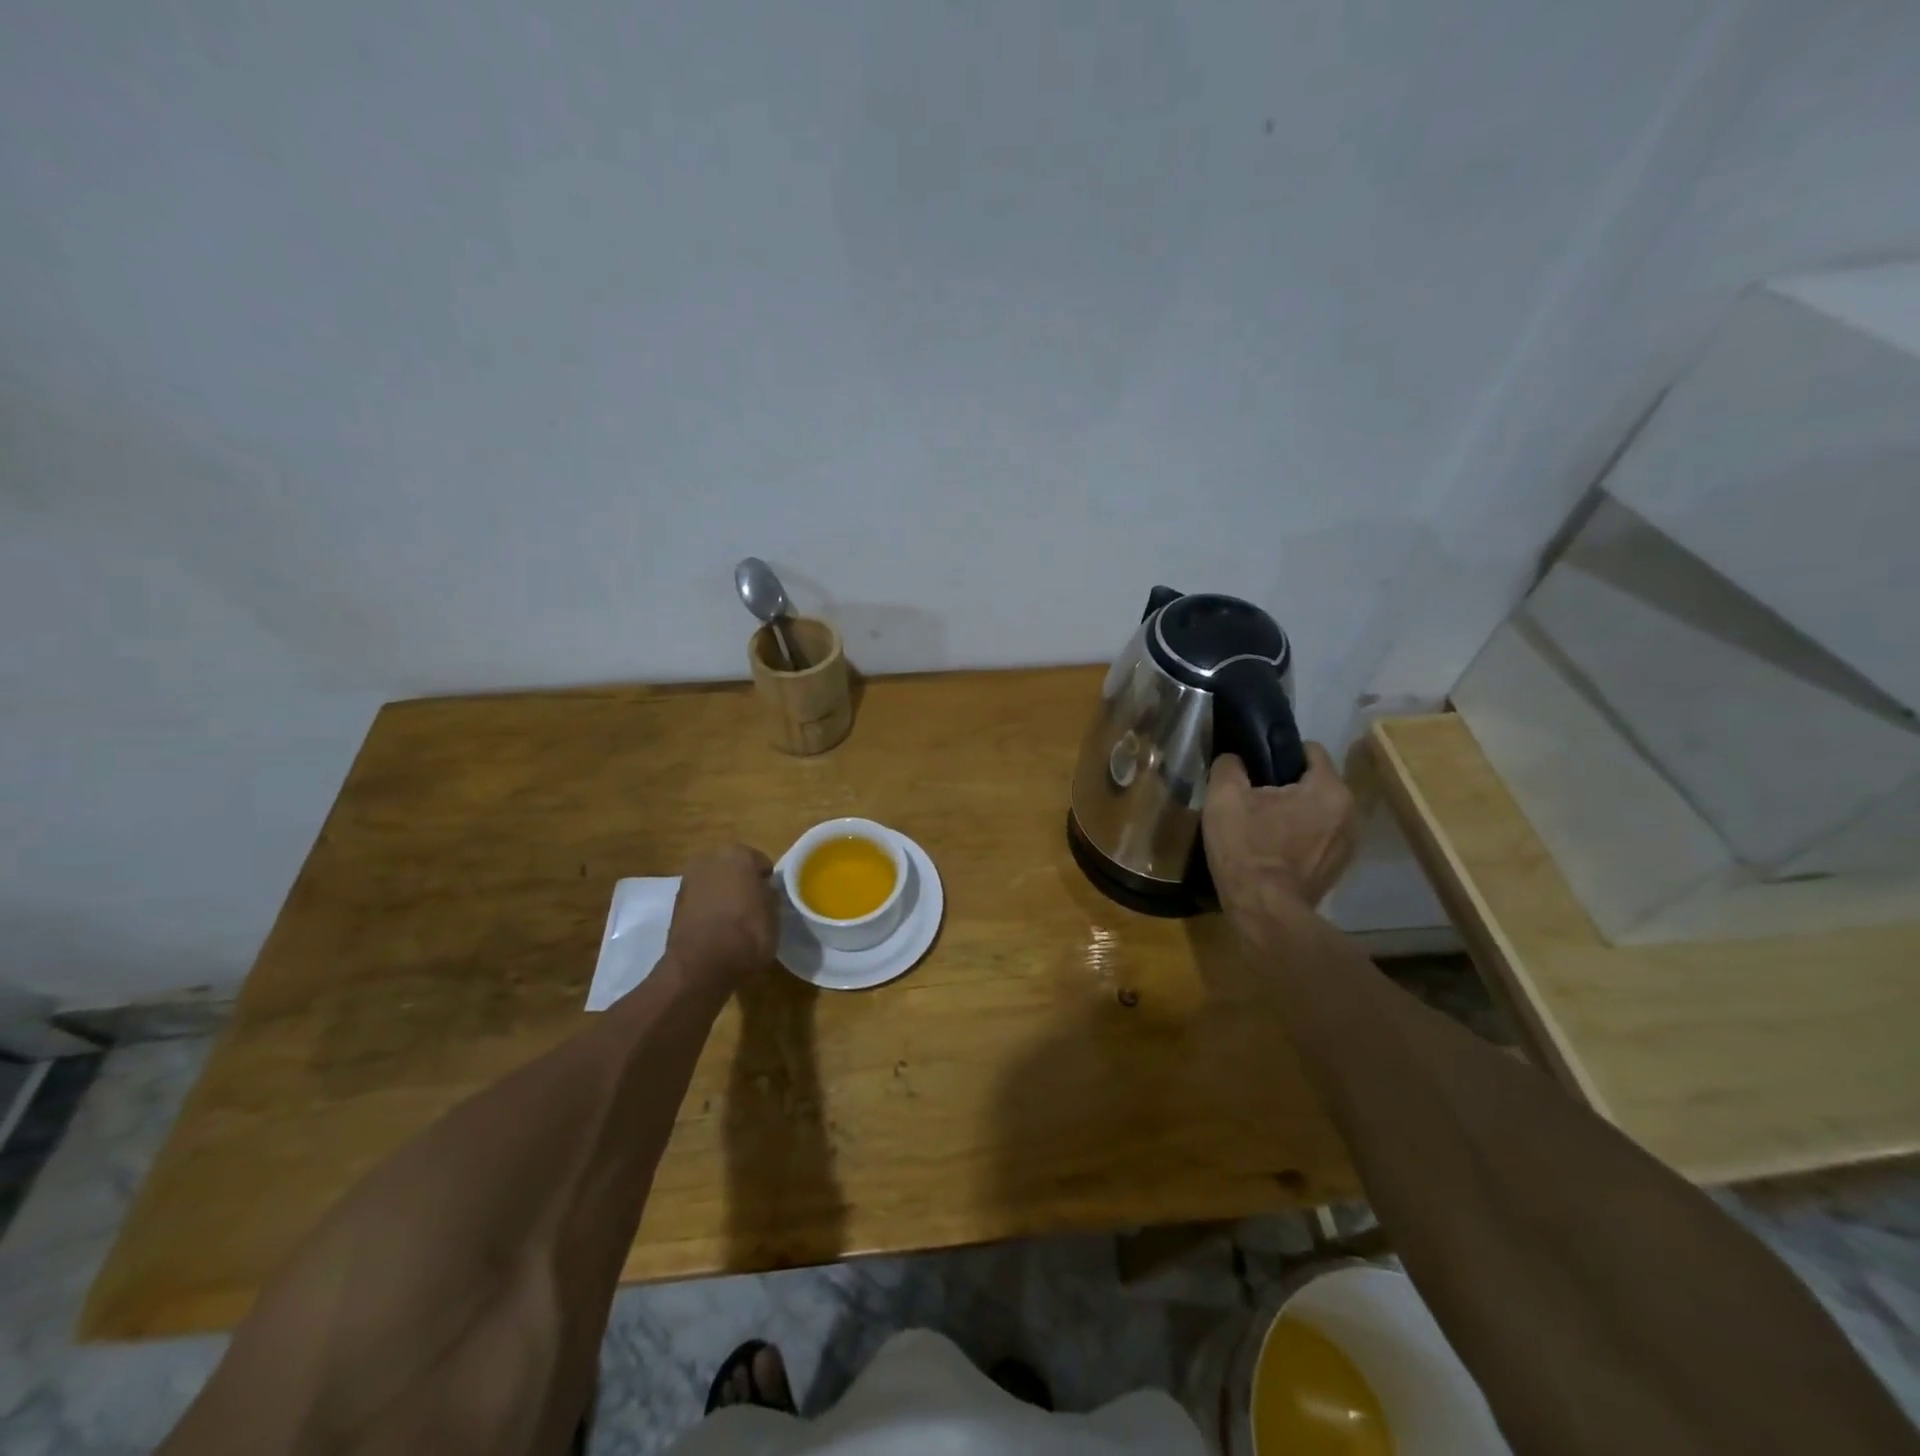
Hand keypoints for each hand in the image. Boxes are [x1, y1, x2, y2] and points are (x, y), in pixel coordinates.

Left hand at [665, 845, 778, 988]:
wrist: (701, 965)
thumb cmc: (747, 933)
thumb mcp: (774, 914)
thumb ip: (769, 894)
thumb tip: (764, 890)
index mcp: (739, 855)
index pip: (760, 862)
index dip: (767, 881)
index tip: (770, 898)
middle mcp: (710, 859)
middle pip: (733, 868)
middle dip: (741, 882)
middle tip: (752, 906)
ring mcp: (689, 880)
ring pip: (714, 882)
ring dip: (722, 894)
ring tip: (733, 920)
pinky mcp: (675, 903)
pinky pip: (700, 900)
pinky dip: (708, 908)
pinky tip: (716, 928)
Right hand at [1202, 744, 1357, 914]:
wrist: (1264, 912)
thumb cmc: (1247, 850)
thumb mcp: (1224, 798)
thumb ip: (1229, 766)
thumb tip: (1234, 759)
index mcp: (1328, 789)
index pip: (1309, 750)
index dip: (1278, 752)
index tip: (1254, 766)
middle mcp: (1349, 812)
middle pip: (1313, 782)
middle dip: (1285, 785)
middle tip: (1251, 797)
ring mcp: (1348, 843)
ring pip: (1316, 811)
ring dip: (1293, 812)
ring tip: (1261, 824)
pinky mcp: (1338, 868)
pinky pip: (1317, 837)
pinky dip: (1298, 837)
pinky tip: (1273, 849)